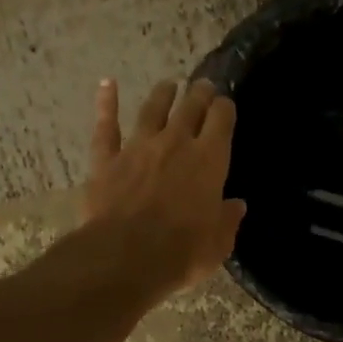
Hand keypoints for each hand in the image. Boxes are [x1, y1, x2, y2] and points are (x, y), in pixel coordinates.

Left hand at [84, 78, 246, 296]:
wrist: (125, 257)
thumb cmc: (181, 253)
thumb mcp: (218, 244)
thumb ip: (227, 220)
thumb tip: (236, 205)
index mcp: (210, 160)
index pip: (222, 120)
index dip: (225, 109)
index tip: (226, 107)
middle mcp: (176, 143)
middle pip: (190, 107)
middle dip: (199, 94)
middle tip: (203, 86)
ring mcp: (138, 147)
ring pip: (152, 109)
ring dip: (162, 94)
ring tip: (168, 85)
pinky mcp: (107, 159)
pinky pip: (106, 126)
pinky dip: (106, 103)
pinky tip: (107, 84)